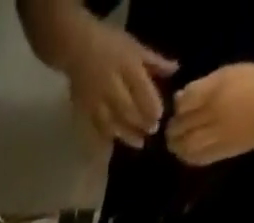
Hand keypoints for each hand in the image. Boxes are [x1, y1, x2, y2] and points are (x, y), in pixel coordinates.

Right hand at [56, 13, 175, 147]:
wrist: (77, 49)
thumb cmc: (110, 45)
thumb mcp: (134, 48)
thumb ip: (154, 62)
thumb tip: (175, 69)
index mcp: (126, 65)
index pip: (141, 88)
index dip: (150, 105)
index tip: (159, 116)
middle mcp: (111, 84)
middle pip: (127, 109)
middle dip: (140, 122)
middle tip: (151, 132)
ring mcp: (97, 100)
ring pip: (113, 122)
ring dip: (126, 134)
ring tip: (138, 143)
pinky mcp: (85, 110)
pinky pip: (96, 127)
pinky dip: (106, 138)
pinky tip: (114, 146)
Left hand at [167, 63, 253, 164]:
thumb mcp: (229, 74)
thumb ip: (203, 86)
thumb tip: (178, 99)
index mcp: (216, 89)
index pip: (184, 102)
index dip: (178, 108)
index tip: (178, 110)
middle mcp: (215, 112)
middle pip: (182, 126)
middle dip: (172, 130)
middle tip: (171, 131)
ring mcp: (219, 133)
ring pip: (187, 145)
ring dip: (177, 147)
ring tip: (176, 144)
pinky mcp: (224, 150)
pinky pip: (199, 158)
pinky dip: (189, 157)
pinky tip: (187, 153)